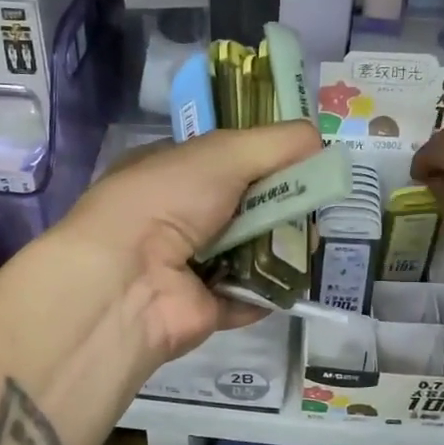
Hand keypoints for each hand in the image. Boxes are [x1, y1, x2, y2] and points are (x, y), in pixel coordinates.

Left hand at [51, 121, 322, 361]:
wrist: (126, 281)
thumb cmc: (166, 201)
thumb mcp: (220, 153)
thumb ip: (273, 143)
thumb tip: (317, 137)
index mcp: (169, 173)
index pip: (224, 158)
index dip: (263, 156)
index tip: (303, 157)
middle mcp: (177, 217)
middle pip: (243, 205)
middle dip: (280, 203)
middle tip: (314, 204)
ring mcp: (189, 265)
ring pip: (250, 250)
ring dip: (281, 245)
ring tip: (310, 240)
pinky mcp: (205, 307)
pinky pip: (249, 295)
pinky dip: (270, 289)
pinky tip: (294, 276)